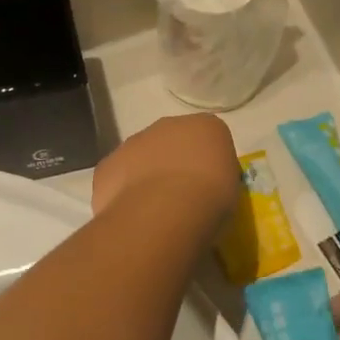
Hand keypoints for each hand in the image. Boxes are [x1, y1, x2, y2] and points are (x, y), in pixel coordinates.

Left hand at [91, 114, 239, 223]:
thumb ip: (218, 178)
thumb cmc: (210, 199)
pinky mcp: (106, 166)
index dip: (208, 163)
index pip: (208, 139)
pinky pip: (117, 178)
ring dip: (146, 177)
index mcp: (205, 126)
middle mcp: (166, 126)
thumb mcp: (232, 189)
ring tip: (155, 211)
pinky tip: (132, 214)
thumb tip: (206, 186)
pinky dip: (122, 192)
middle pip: (171, 143)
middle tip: (181, 198)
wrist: (164, 211)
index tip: (210, 187)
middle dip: (174, 164)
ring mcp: (132, 144)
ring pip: (140, 158)